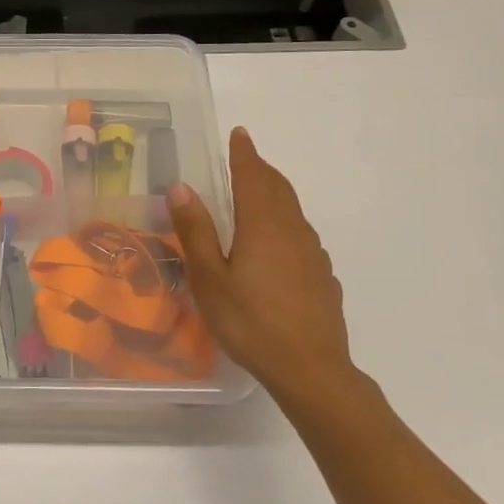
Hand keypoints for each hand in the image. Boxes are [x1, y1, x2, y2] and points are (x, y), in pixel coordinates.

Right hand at [168, 128, 372, 416]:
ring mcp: (313, 254)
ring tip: (257, 195)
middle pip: (278, 189)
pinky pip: (300, 236)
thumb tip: (180, 187)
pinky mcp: (323, 276)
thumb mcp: (209, 278)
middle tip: (245, 159)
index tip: (240, 134)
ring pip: (292, 211)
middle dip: (261, 170)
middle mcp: (293, 231)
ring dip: (274, 194)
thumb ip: (196, 230)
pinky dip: (284, 223)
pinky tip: (276, 245)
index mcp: (263, 225)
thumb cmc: (250, 321)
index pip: (253, 176)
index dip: (245, 154)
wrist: (310, 369)